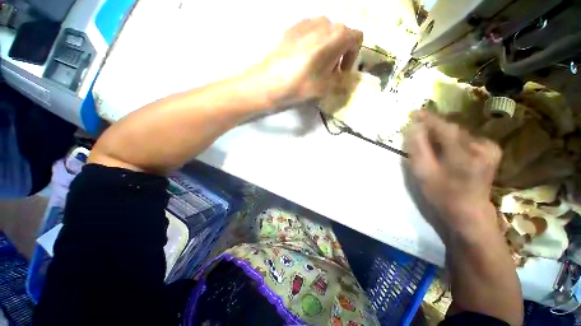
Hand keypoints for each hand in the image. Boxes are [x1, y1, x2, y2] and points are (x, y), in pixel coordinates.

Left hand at [252, 17, 362, 106]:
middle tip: (329, 72)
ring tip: (315, 67)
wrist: (266, 82)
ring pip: (325, 33)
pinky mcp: (291, 28)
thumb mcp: (324, 88)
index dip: (353, 56)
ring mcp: (305, 22)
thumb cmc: (298, 86)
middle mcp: (323, 22)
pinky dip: (313, 44)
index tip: (342, 71)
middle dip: (339, 53)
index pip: (357, 38)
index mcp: (336, 35)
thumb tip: (344, 78)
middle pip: (340, 34)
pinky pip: (310, 33)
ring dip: (326, 48)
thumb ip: (340, 81)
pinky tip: (302, 60)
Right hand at [404, 111, 501, 238]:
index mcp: (464, 154)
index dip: (428, 118)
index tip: (415, 112)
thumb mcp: (423, 173)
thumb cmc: (442, 195)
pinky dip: (453, 139)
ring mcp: (490, 148)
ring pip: (460, 133)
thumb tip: (414, 128)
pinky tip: (447, 148)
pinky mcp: (492, 151)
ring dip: (443, 134)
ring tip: (430, 140)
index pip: (444, 128)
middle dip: (434, 127)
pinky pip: (467, 138)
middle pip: (453, 129)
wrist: (469, 211)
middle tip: (419, 128)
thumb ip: (418, 149)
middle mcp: (481, 147)